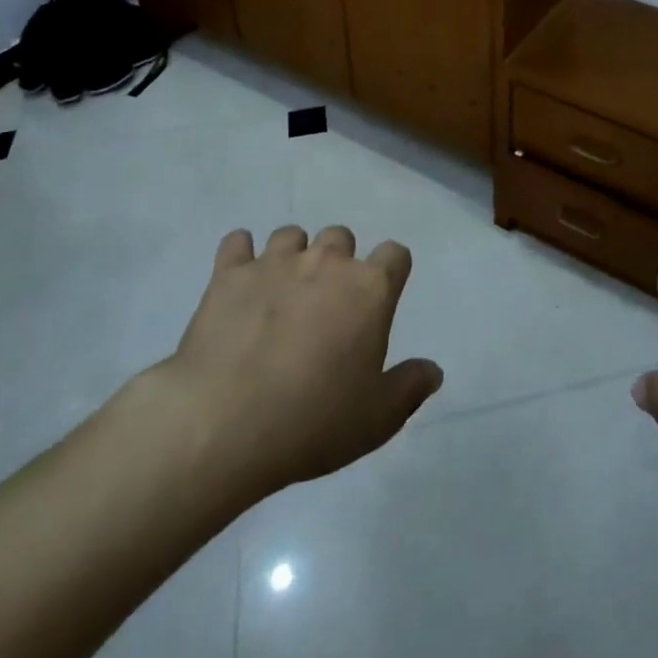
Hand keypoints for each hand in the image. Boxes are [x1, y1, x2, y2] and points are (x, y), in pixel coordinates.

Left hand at [148, 224, 442, 501]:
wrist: (224, 423)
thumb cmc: (312, 421)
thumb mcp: (377, 419)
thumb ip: (410, 387)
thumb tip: (433, 370)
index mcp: (369, 288)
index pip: (395, 254)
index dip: (391, 272)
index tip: (380, 299)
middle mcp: (327, 261)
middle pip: (341, 237)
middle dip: (338, 262)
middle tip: (326, 305)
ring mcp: (275, 262)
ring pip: (291, 235)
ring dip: (292, 256)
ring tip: (281, 294)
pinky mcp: (229, 273)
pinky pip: (237, 242)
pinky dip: (240, 255)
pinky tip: (239, 281)